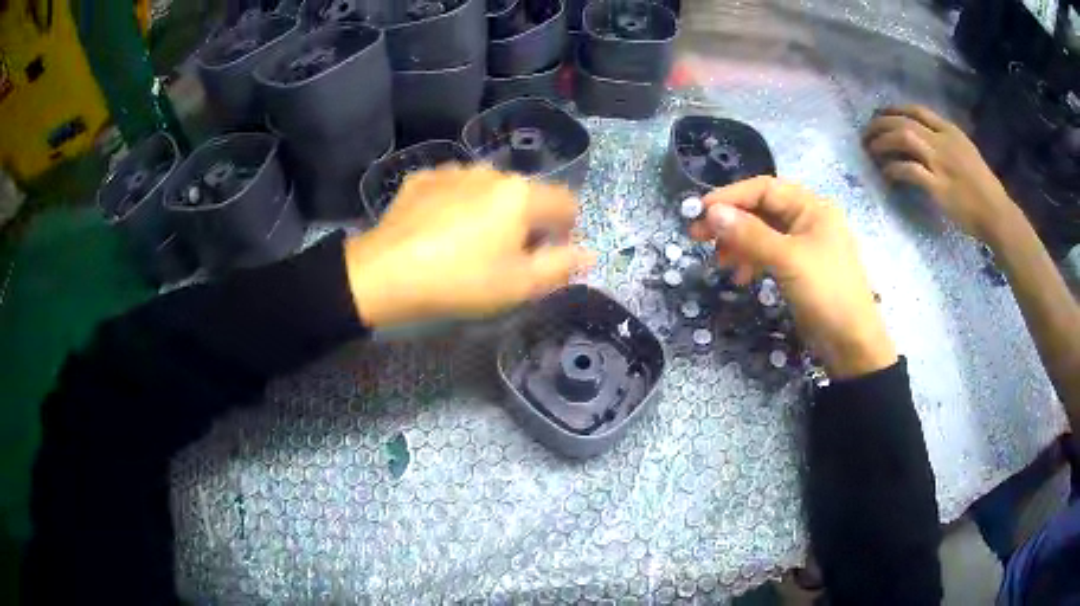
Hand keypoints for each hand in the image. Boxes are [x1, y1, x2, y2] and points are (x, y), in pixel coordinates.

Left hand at [344, 165, 593, 327]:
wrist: (386, 273)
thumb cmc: (461, 280)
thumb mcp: (519, 284)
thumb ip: (562, 266)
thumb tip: (589, 254)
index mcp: (521, 194)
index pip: (566, 203)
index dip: (568, 229)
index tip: (550, 255)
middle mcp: (491, 172)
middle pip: (525, 195)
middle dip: (527, 221)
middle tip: (507, 256)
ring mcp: (453, 171)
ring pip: (488, 189)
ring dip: (491, 210)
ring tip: (469, 242)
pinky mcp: (423, 178)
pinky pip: (454, 188)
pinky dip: (457, 204)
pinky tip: (440, 229)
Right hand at [690, 176, 895, 379]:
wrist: (852, 343)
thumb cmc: (827, 293)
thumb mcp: (788, 260)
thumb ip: (750, 234)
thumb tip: (711, 212)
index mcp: (812, 207)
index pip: (764, 189)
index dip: (731, 196)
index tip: (700, 211)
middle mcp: (808, 219)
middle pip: (762, 209)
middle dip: (731, 222)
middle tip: (698, 237)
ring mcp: (805, 245)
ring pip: (763, 233)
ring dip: (739, 244)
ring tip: (720, 264)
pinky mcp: (800, 268)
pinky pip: (770, 254)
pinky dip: (752, 261)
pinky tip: (742, 277)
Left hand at [864, 105, 1020, 245]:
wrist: (996, 213)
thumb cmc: (984, 187)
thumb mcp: (967, 152)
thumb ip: (947, 142)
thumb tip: (925, 138)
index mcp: (951, 131)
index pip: (917, 110)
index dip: (894, 109)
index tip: (880, 114)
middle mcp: (943, 141)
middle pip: (904, 121)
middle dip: (881, 123)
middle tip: (866, 132)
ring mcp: (940, 163)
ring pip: (903, 138)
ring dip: (883, 141)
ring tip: (870, 148)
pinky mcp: (938, 187)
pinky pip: (909, 170)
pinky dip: (894, 168)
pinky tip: (886, 173)